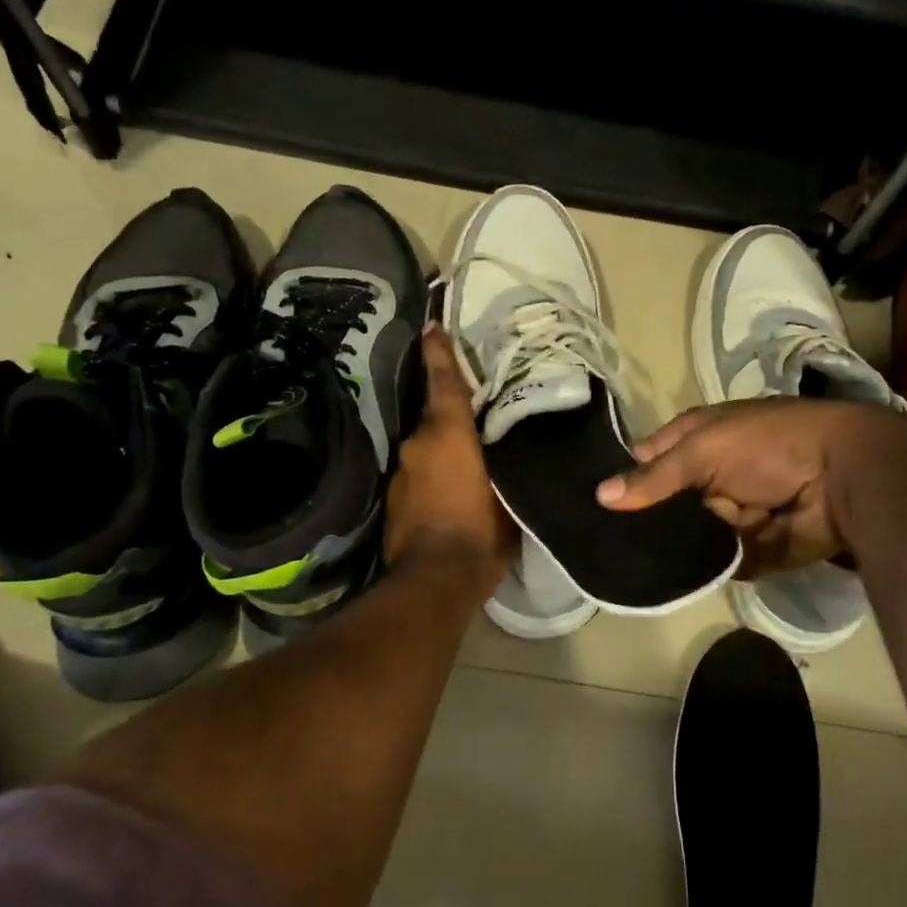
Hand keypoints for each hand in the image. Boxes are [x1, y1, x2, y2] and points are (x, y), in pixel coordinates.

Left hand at [385, 327, 515, 590]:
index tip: (433, 326)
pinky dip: (432, 475)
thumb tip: (514, 456)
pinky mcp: (392, 500)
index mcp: (448, 436)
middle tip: (476, 419)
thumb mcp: (509, 497)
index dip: (440, 353)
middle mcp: (417, 446)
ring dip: (443, 451)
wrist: (435, 581)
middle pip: (436, 419)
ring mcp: (400, 473)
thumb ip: (508, 468)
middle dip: (452, 417)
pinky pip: (417, 475)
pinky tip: (450, 491)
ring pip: (425, 449)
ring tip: (467, 462)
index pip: (445, 383)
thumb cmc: (481, 533)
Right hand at [596, 399, 882, 576]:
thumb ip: (655, 477)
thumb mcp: (705, 450)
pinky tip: (673, 578)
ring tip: (633, 564)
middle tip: (605, 544)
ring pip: (687, 535)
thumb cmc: (770, 446)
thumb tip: (601, 496)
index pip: (648, 458)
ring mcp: (730, 513)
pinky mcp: (750, 548)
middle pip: (666, 502)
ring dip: (674, 546)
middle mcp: (711, 476)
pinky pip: (716, 561)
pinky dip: (705, 566)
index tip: (593, 505)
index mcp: (699, 439)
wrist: (844, 480)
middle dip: (646, 520)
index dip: (624, 477)